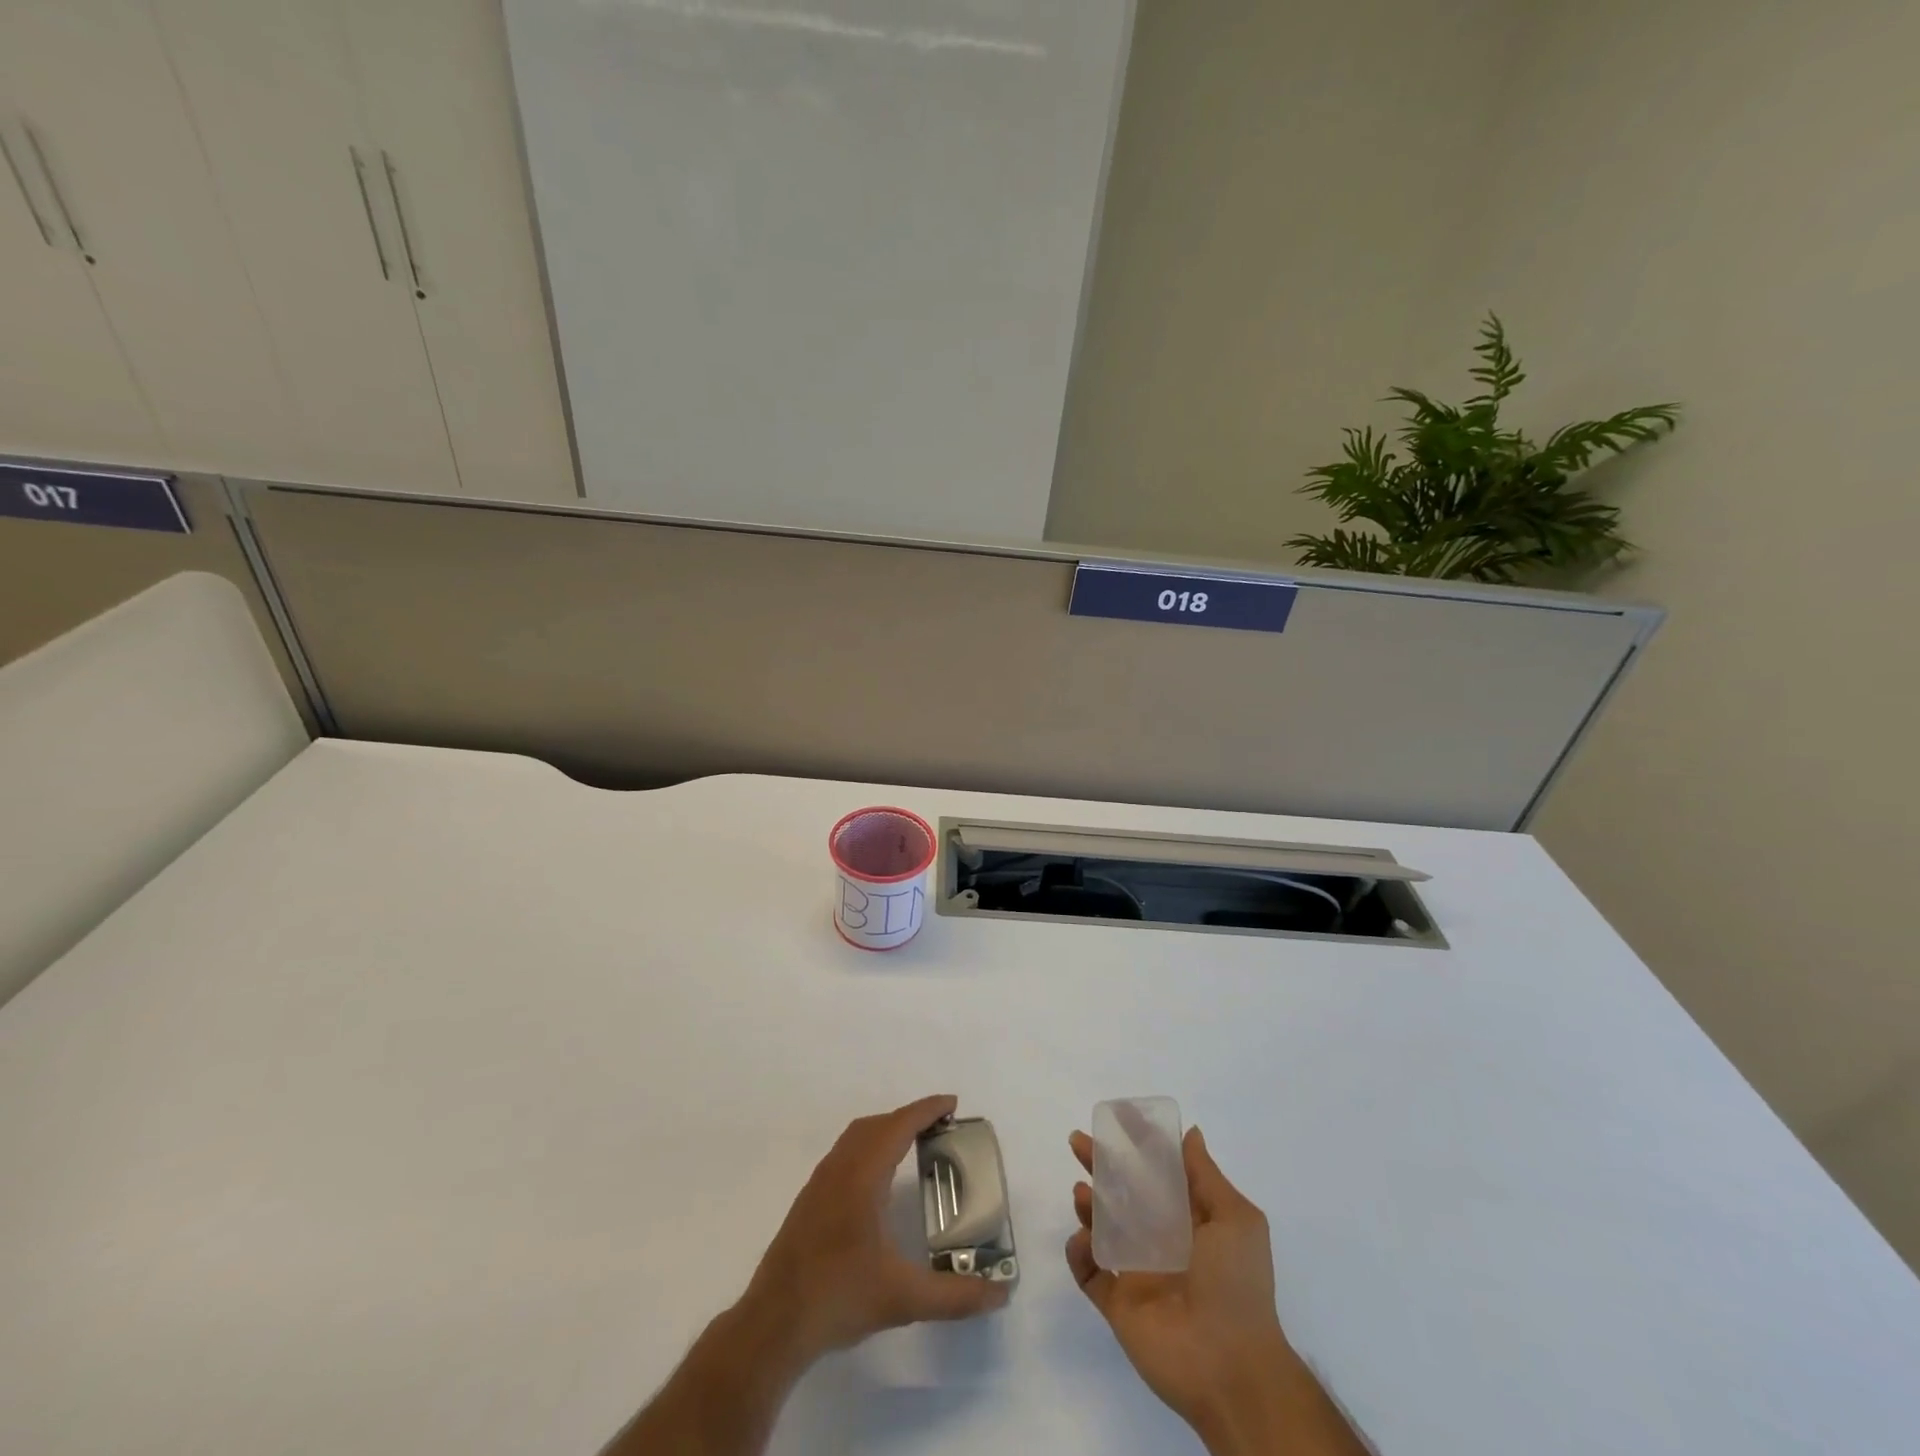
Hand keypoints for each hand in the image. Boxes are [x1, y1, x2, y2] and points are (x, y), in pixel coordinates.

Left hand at [741, 1094, 1008, 1369]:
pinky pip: (844, 1154)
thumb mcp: (903, 1299)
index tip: (952, 1104)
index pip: (898, 1126)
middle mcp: (839, 1169)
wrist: (773, 1324)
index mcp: (862, 1176)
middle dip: (908, 1117)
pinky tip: (877, 1181)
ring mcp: (819, 1184)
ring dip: (885, 1130)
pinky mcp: (808, 1202)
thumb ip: (954, 1295)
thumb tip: (1000, 1295)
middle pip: (876, 1125)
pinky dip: (868, 1147)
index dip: (926, 1110)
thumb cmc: (838, 1297)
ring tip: (912, 1145)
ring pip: (856, 1137)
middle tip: (939, 1127)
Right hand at [1065, 1127, 1366, 1455]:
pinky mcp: (1117, 1303)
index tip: (1115, 1120)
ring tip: (1082, 1193)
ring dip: (1087, 1205)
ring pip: (1101, 1228)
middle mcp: (1160, 1241)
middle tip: (1078, 1142)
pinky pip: (1088, 1272)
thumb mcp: (1235, 1220)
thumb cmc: (1237, 1285)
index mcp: (1188, 1220)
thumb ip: (1206, 1176)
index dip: (1136, 1146)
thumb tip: (1190, 1133)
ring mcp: (1136, 1272)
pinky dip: (1078, 1252)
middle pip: (1121, 1193)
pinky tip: (1083, 1238)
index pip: (1156, 1173)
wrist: (1232, 1369)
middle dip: (1099, 1165)